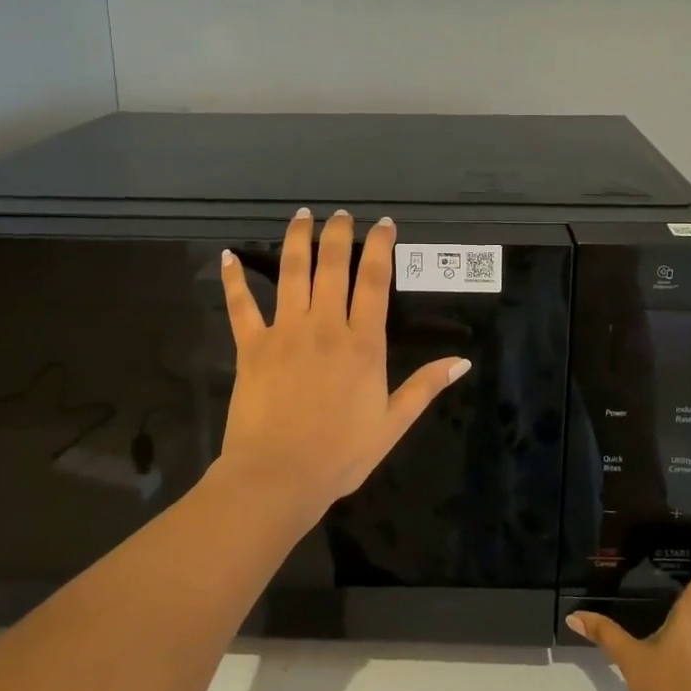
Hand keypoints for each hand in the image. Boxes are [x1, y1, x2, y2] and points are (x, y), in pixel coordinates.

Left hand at [216, 208, 470, 526]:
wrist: (278, 477)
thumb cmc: (341, 454)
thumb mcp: (393, 424)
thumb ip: (425, 387)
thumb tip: (462, 361)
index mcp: (363, 343)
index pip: (375, 280)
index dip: (380, 247)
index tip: (384, 224)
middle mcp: (325, 326)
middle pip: (333, 265)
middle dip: (339, 233)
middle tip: (341, 214)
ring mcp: (285, 332)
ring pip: (291, 273)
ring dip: (296, 240)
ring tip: (301, 216)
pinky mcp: (251, 346)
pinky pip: (242, 305)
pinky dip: (234, 279)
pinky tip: (228, 255)